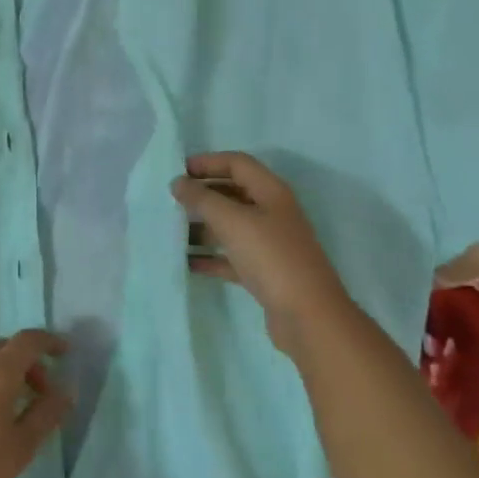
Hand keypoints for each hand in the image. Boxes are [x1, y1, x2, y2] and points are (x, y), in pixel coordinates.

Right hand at [171, 151, 351, 356]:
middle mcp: (272, 213)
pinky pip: (231, 257)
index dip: (207, 162)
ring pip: (230, 226)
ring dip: (202, 226)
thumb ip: (202, 199)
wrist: (308, 315)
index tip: (177, 171)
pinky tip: (186, 262)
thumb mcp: (233, 222)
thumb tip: (178, 183)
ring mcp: (269, 244)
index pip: (237, 164)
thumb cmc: (271, 257)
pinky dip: (210, 256)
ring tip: (172, 232)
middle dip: (202, 194)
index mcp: (271, 192)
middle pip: (232, 193)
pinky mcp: (263, 272)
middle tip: (170, 201)